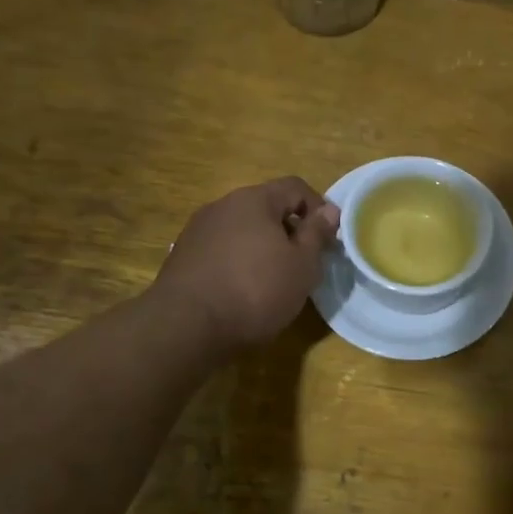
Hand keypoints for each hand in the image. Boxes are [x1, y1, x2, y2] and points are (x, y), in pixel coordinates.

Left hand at [153, 178, 339, 352]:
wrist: (186, 327)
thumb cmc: (256, 291)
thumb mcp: (302, 265)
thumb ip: (317, 234)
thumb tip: (330, 210)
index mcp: (254, 200)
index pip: (295, 187)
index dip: (318, 208)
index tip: (327, 239)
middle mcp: (222, 205)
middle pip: (266, 207)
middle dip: (289, 229)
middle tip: (303, 262)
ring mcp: (198, 230)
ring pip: (242, 229)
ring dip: (262, 246)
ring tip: (273, 279)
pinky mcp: (182, 255)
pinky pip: (222, 249)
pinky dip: (238, 261)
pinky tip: (242, 290)